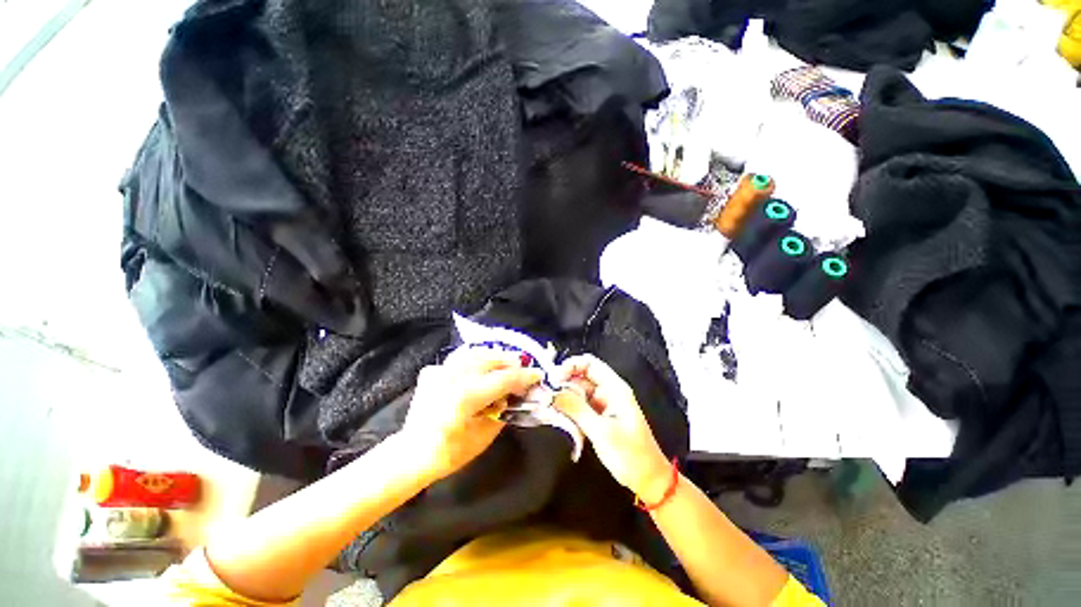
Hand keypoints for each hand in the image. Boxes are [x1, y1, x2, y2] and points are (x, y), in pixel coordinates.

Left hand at [402, 347, 543, 482]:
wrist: (412, 454)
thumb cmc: (450, 452)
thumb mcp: (484, 437)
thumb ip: (503, 411)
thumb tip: (516, 395)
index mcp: (466, 397)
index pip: (504, 379)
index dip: (524, 376)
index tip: (538, 375)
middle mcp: (453, 377)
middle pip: (490, 359)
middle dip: (510, 361)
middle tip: (523, 368)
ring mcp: (441, 371)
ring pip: (475, 353)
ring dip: (494, 356)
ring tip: (505, 363)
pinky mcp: (433, 371)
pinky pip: (460, 358)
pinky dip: (475, 358)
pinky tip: (481, 366)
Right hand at [553, 355, 671, 503]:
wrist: (646, 480)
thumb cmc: (630, 454)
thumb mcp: (602, 431)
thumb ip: (576, 409)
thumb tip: (553, 393)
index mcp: (614, 388)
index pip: (590, 364)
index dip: (571, 366)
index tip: (554, 379)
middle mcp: (607, 392)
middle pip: (580, 377)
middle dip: (563, 384)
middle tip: (546, 396)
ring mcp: (601, 405)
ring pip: (576, 393)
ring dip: (562, 398)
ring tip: (547, 408)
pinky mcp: (596, 418)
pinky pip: (577, 407)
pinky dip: (567, 410)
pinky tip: (555, 417)